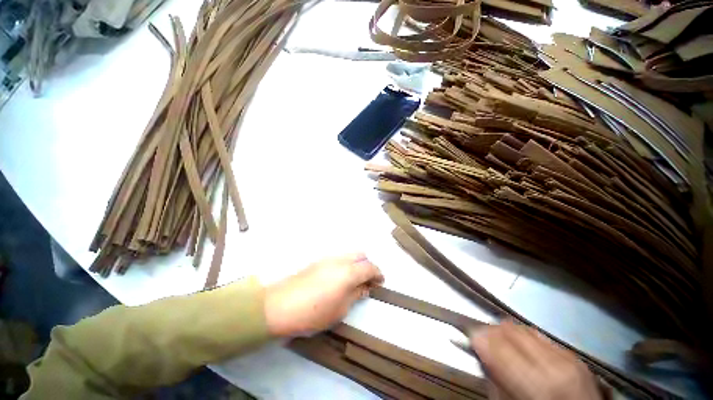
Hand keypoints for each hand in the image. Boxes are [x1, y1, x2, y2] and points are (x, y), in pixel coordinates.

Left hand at [264, 253, 383, 336]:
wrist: (279, 306)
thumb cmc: (314, 312)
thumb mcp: (340, 309)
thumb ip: (355, 294)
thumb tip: (365, 287)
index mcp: (348, 272)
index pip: (369, 267)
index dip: (378, 274)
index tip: (380, 282)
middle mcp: (340, 260)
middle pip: (360, 254)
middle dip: (367, 265)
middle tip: (367, 280)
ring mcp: (327, 258)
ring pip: (348, 255)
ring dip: (355, 264)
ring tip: (353, 281)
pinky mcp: (317, 261)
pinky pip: (337, 258)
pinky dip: (344, 264)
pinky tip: (338, 279)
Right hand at [470, 321, 601, 399]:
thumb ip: (495, 379)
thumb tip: (480, 351)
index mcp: (537, 384)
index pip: (497, 344)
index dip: (478, 335)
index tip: (469, 336)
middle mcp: (554, 364)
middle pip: (510, 329)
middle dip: (491, 330)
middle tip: (481, 337)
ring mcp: (568, 357)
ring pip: (524, 328)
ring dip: (506, 331)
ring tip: (499, 340)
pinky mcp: (574, 355)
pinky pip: (541, 335)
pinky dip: (525, 337)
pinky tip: (521, 346)